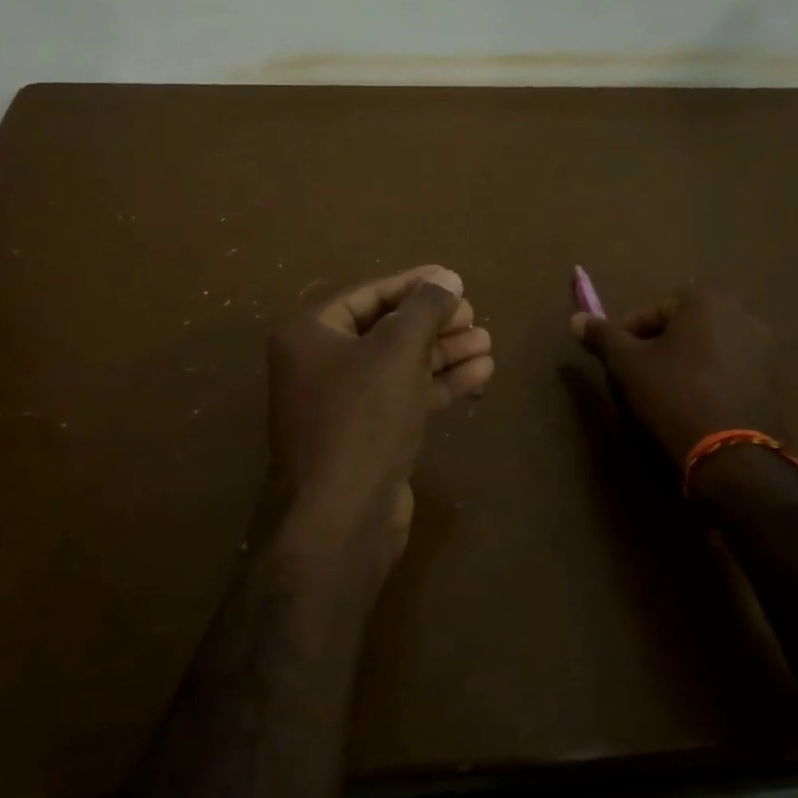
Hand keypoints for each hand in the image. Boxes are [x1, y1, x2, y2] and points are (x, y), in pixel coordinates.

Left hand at [263, 266, 494, 581]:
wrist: (340, 519)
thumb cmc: (362, 418)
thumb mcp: (396, 351)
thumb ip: (424, 308)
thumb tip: (447, 278)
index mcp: (310, 333)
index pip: (368, 294)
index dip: (413, 285)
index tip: (454, 279)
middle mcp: (319, 363)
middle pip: (385, 329)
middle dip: (433, 322)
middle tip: (474, 315)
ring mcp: (341, 403)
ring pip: (398, 365)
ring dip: (443, 353)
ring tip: (487, 341)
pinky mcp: (365, 436)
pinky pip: (403, 397)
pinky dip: (438, 384)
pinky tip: (480, 373)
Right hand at [570, 287, 785, 468]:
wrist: (735, 456)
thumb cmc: (674, 396)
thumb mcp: (626, 365)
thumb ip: (602, 336)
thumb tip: (576, 318)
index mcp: (705, 300)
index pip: (653, 312)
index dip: (629, 337)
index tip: (618, 365)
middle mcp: (741, 313)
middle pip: (683, 328)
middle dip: (660, 348)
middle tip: (640, 379)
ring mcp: (764, 347)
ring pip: (708, 349)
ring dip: (686, 364)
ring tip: (666, 396)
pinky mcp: (776, 380)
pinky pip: (731, 371)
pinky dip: (711, 382)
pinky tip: (696, 408)